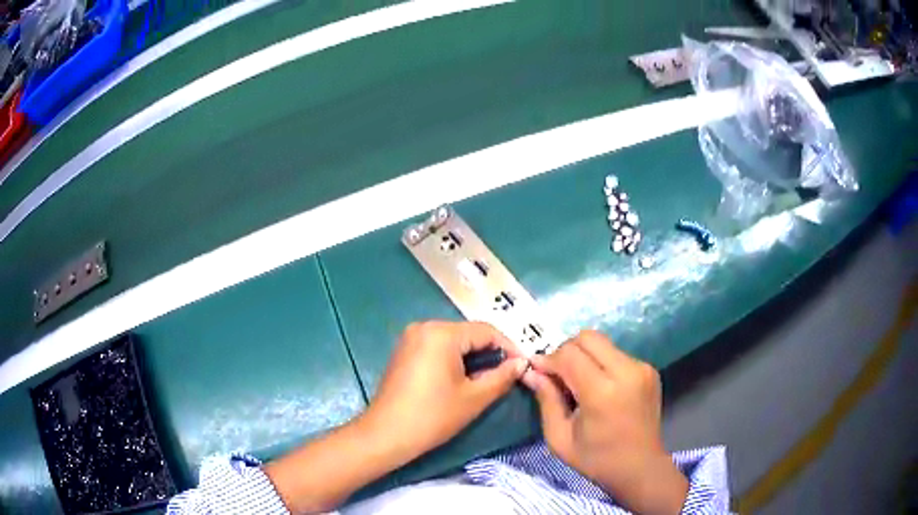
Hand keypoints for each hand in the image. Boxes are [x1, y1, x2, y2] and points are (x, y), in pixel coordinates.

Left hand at [359, 320, 528, 463]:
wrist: (386, 434)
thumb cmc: (432, 416)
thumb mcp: (474, 398)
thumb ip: (502, 376)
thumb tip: (521, 363)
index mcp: (442, 333)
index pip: (486, 331)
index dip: (509, 347)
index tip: (524, 365)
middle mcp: (424, 327)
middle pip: (468, 334)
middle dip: (490, 352)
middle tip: (508, 373)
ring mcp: (411, 338)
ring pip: (453, 341)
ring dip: (473, 357)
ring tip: (489, 378)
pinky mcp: (404, 351)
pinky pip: (437, 347)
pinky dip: (454, 359)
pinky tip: (463, 378)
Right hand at [522, 331, 687, 514]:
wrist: (640, 468)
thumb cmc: (596, 459)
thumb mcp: (560, 438)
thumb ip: (546, 400)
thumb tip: (531, 371)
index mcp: (603, 392)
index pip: (569, 354)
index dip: (548, 359)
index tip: (537, 372)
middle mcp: (626, 372)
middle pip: (588, 337)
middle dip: (566, 351)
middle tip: (557, 374)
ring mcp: (641, 368)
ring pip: (603, 343)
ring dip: (584, 355)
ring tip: (577, 382)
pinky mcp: (649, 369)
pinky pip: (617, 354)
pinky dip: (601, 363)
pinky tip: (598, 386)